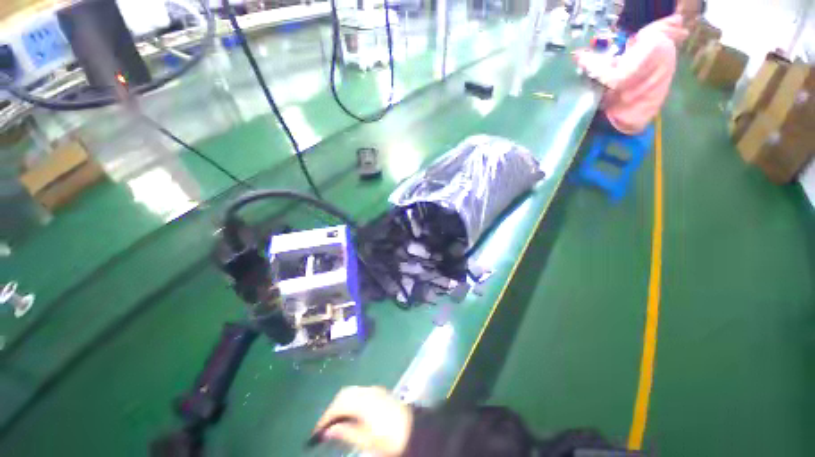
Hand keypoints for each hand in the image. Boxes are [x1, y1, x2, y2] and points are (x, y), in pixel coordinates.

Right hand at [315, 386, 413, 455]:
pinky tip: (350, 414)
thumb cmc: (390, 437)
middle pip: (344, 394)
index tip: (316, 433)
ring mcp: (375, 389)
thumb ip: (346, 433)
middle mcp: (368, 391)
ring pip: (352, 392)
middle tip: (324, 428)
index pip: (339, 405)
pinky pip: (360, 393)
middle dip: (332, 409)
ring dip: (341, 405)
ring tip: (334, 423)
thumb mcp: (367, 440)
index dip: (325, 418)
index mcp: (364, 401)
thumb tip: (327, 431)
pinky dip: (351, 402)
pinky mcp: (380, 392)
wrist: (414, 429)